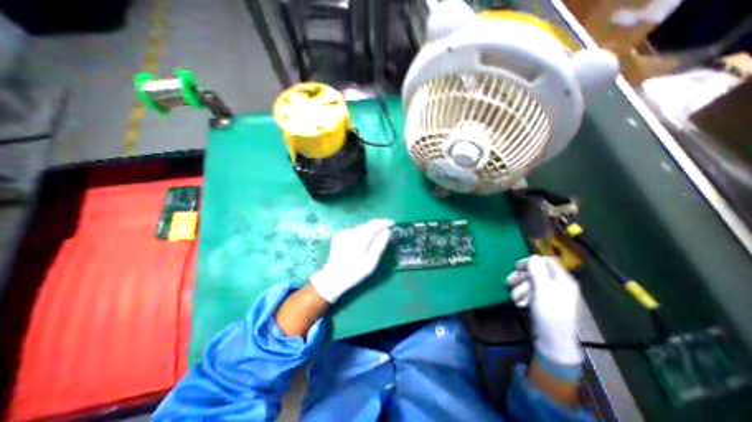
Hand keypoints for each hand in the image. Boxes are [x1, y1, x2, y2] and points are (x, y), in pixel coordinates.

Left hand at [310, 218, 393, 305]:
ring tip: (377, 236)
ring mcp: (343, 233)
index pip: (374, 224)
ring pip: (361, 227)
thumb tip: (387, 231)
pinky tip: (364, 241)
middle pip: (367, 224)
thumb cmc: (355, 273)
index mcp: (359, 239)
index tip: (393, 223)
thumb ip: (380, 245)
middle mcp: (350, 232)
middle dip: (378, 225)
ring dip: (370, 229)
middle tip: (387, 230)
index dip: (384, 222)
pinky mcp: (339, 235)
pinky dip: (362, 233)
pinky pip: (354, 231)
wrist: (332, 278)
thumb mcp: (371, 262)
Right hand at [509, 255, 582, 365]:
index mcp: (563, 280)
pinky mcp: (543, 302)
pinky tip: (520, 303)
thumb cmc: (549, 314)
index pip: (547, 261)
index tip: (518, 267)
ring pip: (531, 282)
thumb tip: (533, 256)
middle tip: (510, 281)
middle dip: (522, 276)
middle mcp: (558, 284)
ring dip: (520, 288)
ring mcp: (551, 294)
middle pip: (536, 271)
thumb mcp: (541, 290)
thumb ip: (537, 272)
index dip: (532, 262)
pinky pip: (531, 292)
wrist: (553, 341)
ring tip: (515, 298)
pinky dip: (524, 296)